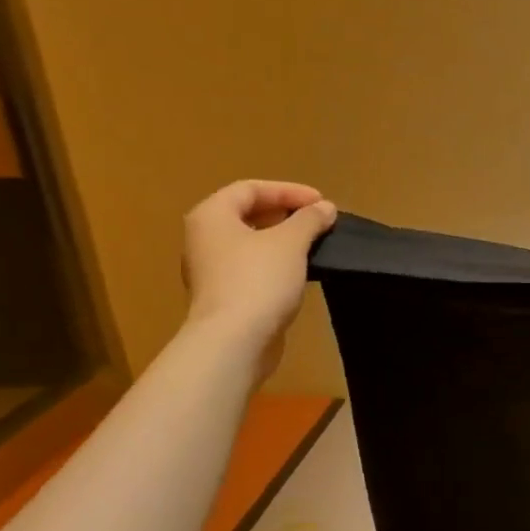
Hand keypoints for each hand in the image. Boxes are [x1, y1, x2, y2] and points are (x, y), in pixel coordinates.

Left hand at [182, 180, 336, 376]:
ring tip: (313, 245)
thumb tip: (325, 208)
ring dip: (282, 241)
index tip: (321, 202)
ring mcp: (211, 271)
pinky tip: (299, 274)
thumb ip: (309, 219)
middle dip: (285, 214)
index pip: (250, 188)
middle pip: (247, 215)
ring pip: (250, 244)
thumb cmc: (258, 280)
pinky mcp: (224, 298)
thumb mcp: (291, 242)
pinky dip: (275, 264)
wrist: (234, 341)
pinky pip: (252, 269)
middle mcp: (204, 240)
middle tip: (317, 221)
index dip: (288, 190)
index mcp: (211, 216)